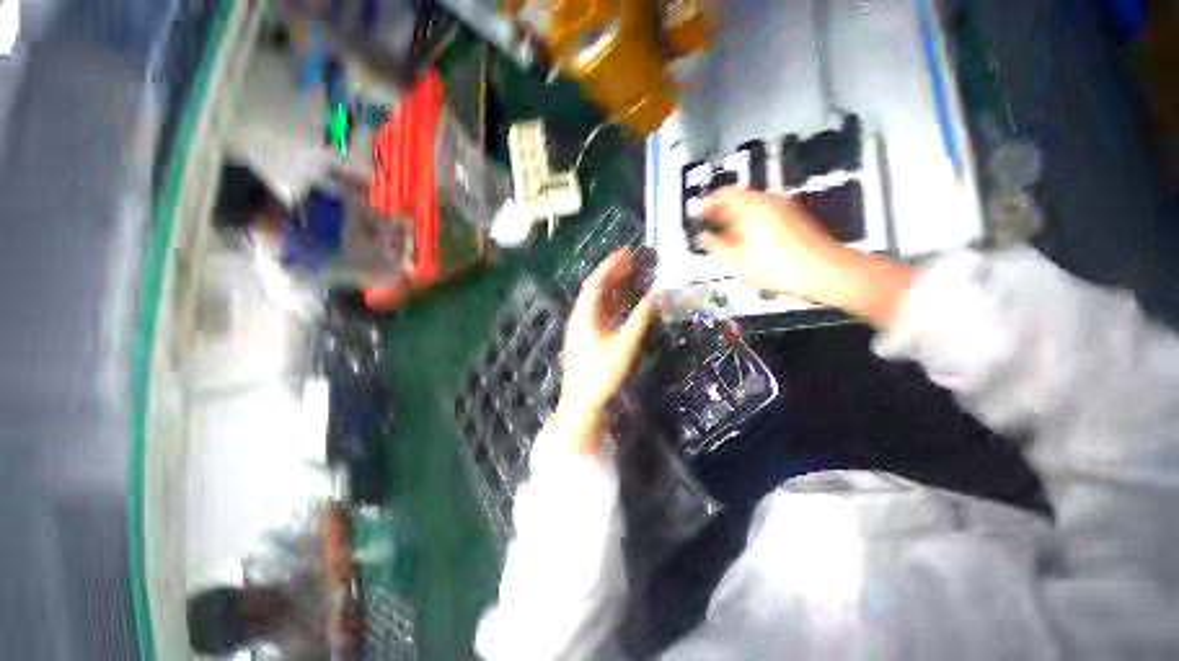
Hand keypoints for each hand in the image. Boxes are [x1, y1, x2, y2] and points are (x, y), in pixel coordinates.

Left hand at [554, 250, 656, 453]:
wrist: (583, 403)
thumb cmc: (601, 374)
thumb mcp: (624, 345)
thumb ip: (641, 319)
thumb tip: (657, 295)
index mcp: (584, 315)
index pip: (595, 283)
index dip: (610, 266)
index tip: (627, 252)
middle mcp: (582, 318)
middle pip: (597, 289)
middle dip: (615, 274)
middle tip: (635, 261)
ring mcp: (585, 328)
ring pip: (601, 302)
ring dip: (616, 288)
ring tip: (635, 276)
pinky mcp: (591, 338)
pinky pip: (604, 314)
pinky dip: (616, 305)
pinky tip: (629, 301)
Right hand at [700, 188, 915, 327]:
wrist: (823, 271)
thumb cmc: (774, 266)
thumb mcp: (736, 260)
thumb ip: (715, 246)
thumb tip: (703, 236)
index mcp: (751, 206)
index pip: (723, 194)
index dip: (707, 203)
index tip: (697, 215)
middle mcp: (768, 200)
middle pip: (738, 198)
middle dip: (720, 211)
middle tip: (709, 226)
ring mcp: (784, 207)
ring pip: (751, 206)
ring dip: (735, 216)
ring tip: (725, 236)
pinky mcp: (794, 217)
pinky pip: (764, 212)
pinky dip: (750, 221)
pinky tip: (747, 240)